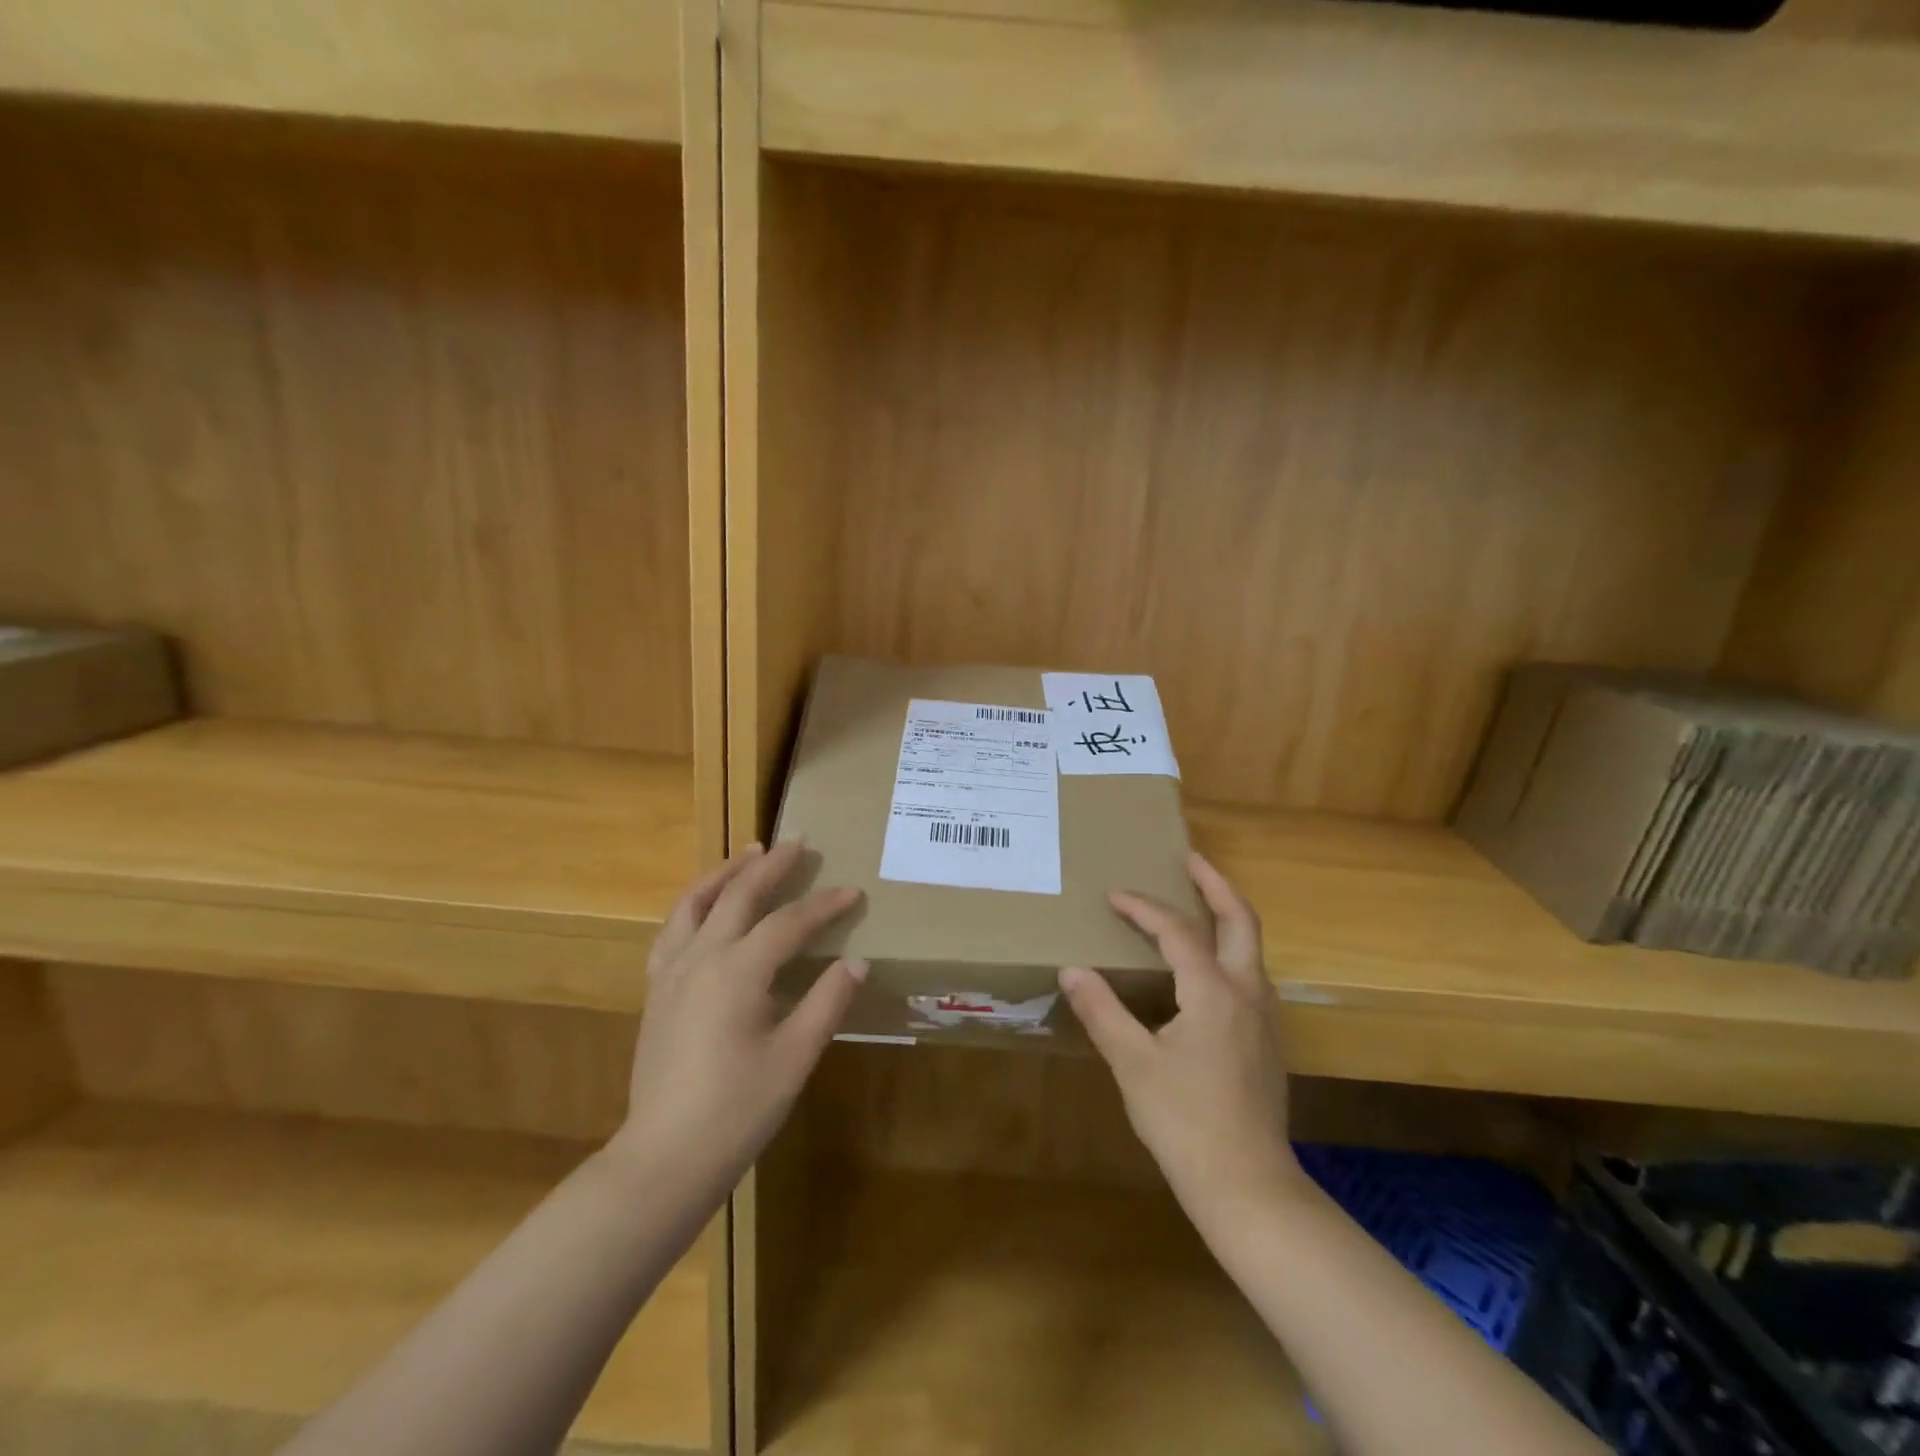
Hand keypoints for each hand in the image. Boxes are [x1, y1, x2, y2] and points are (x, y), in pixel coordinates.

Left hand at [612, 841, 865, 1193]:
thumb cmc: (738, 1110)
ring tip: (749, 853)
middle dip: (772, 866)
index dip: (824, 905)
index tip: (852, 892)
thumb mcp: (794, 1058)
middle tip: (799, 843)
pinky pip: (673, 929)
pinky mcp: (656, 991)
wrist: (664, 1159)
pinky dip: (694, 904)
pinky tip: (705, 908)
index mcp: (738, 972)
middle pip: (739, 895)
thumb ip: (827, 1002)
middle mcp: (700, 958)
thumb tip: (856, 962)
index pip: (788, 923)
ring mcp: (671, 972)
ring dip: (726, 872)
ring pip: (695, 903)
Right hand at [1059, 852, 1299, 1224]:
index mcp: (1213, 991)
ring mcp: (1264, 1017)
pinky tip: (1205, 968)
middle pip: (1240, 920)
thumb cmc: (1185, 1122)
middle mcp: (1247, 993)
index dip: (1143, 908)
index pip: (1177, 930)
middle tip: (1190, 859)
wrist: (1248, 1186)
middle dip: (1216, 884)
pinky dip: (1229, 949)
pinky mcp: (1267, 1040)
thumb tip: (1072, 968)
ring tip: (1197, 903)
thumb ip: (1103, 1010)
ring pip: (1251, 947)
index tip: (1113, 895)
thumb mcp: (1133, 1064)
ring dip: (1227, 915)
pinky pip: (1249, 973)